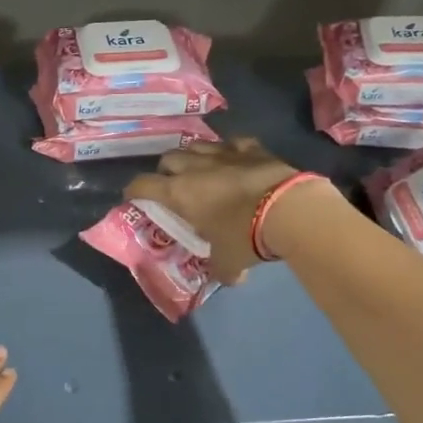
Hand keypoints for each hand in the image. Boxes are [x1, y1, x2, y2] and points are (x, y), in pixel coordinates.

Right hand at [125, 138, 305, 283]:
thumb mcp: (228, 261)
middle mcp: (195, 167)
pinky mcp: (252, 147)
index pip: (142, 185)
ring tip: (200, 171)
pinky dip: (229, 151)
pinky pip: (232, 143)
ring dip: (193, 157)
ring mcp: (224, 153)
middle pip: (168, 158)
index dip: (134, 190)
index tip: (133, 197)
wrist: (289, 210)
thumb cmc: (246, 236)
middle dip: (166, 171)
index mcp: (179, 193)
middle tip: (172, 187)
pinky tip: (234, 160)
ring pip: (197, 145)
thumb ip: (221, 269)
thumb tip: (229, 278)